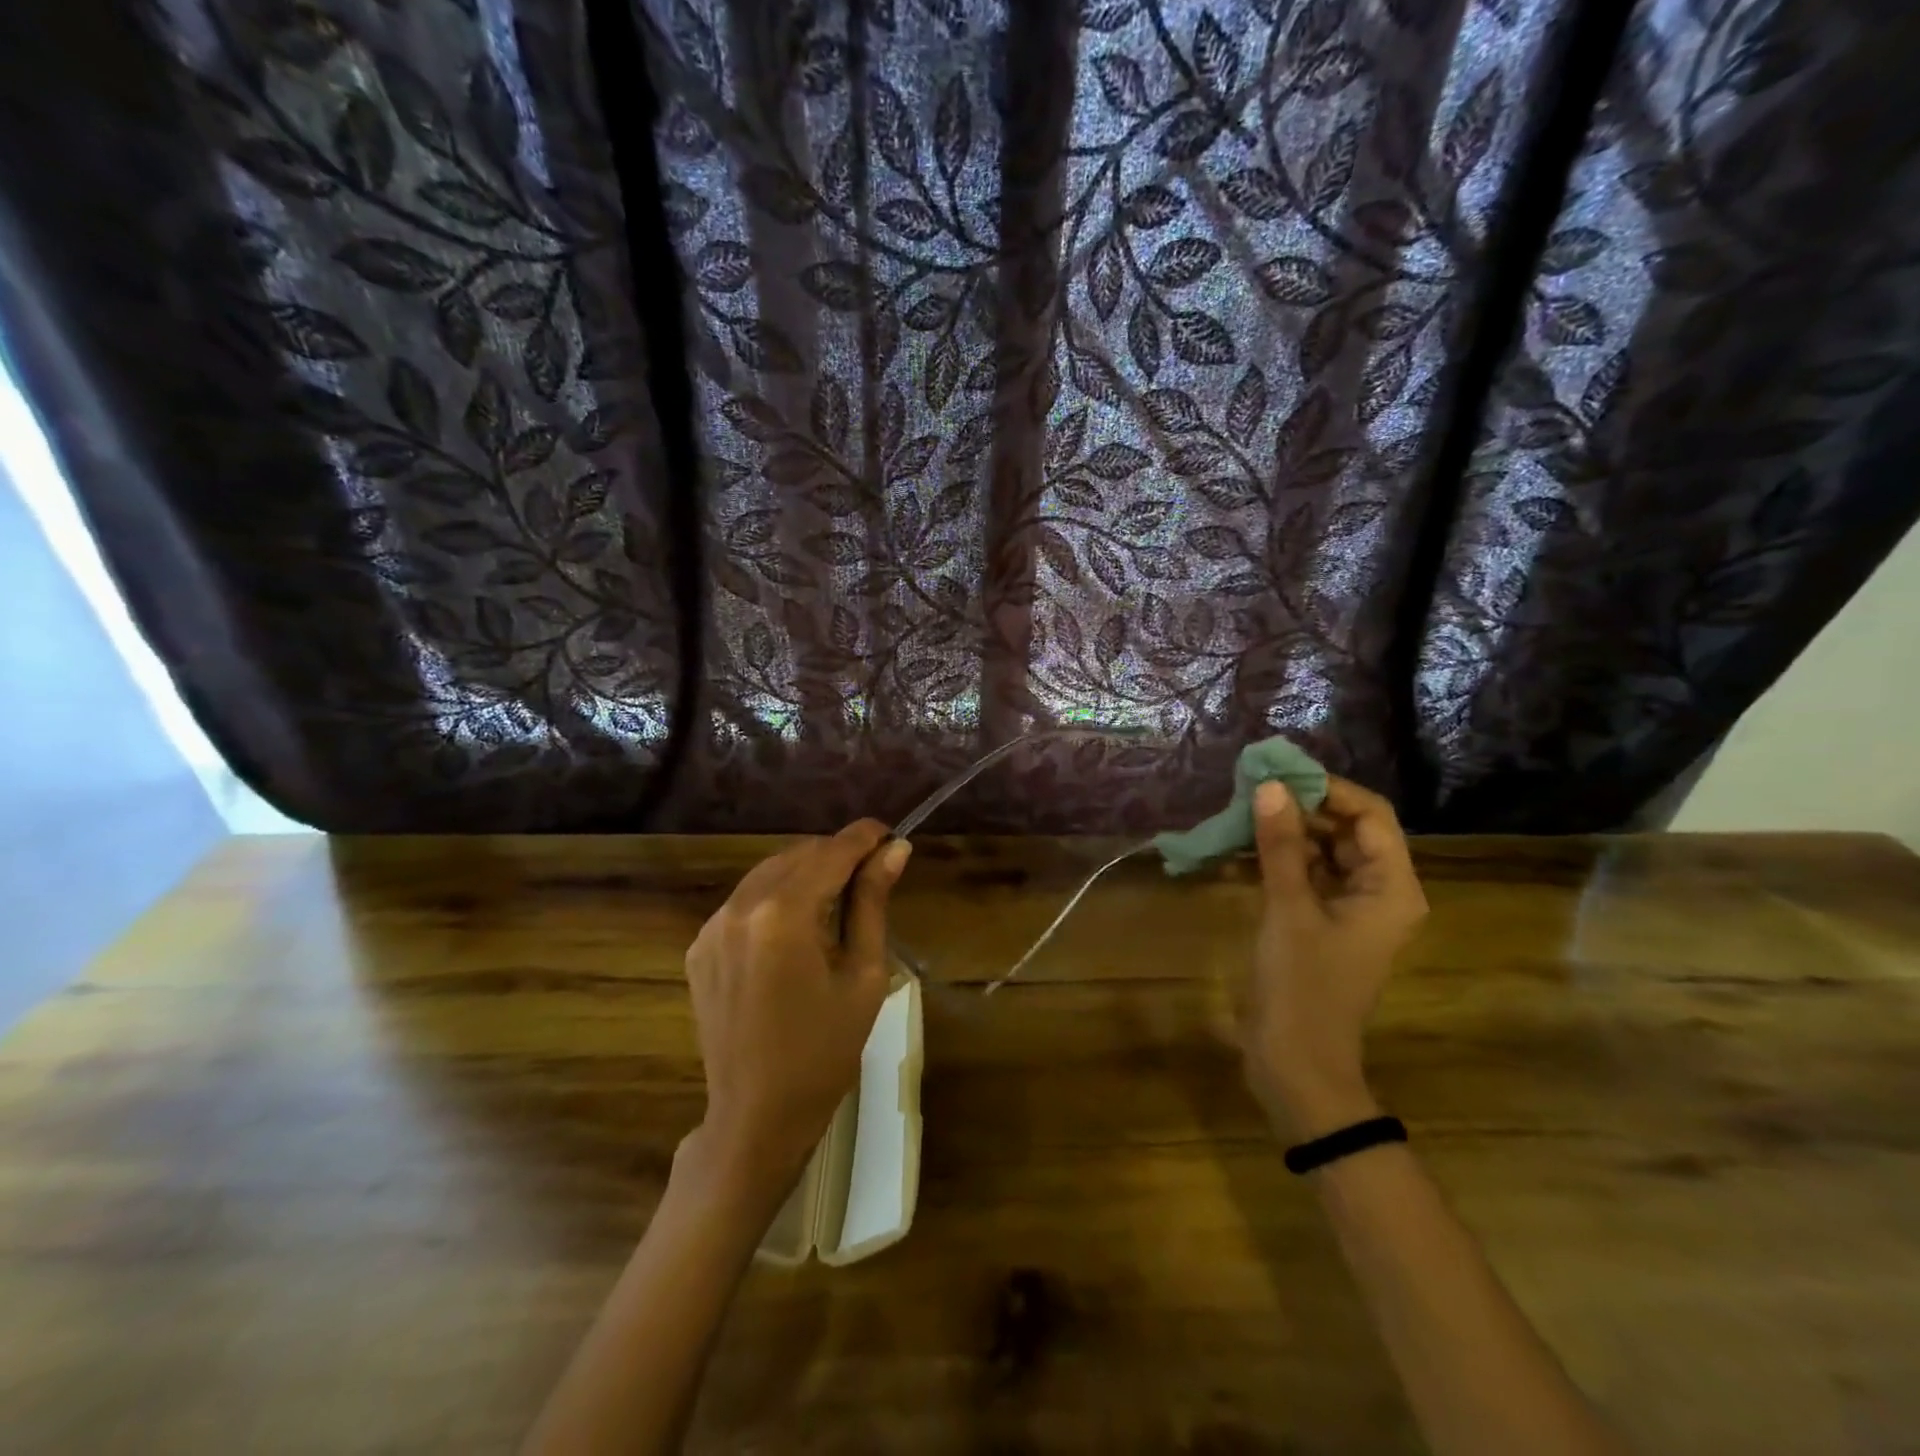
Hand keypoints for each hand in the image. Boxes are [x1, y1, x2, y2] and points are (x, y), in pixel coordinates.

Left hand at [682, 821, 910, 1204]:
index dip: (864, 837)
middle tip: (872, 874)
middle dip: (837, 855)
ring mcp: (712, 926)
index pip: (831, 852)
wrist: (756, 1116)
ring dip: (807, 873)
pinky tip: (797, 928)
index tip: (891, 834)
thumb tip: (896, 849)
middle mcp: (740, 907)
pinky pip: (745, 900)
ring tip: (838, 900)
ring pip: (769, 872)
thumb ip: (873, 903)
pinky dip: (776, 898)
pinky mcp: (699, 945)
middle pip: (798, 854)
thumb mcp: (864, 976)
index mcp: (783, 915)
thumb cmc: (825, 1051)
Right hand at [1240, 777, 1427, 1141]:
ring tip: (1241, 812)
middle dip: (1302, 807)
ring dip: (1286, 832)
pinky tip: (1240, 848)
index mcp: (1391, 889)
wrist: (1296, 1063)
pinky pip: (1305, 876)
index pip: (1371, 816)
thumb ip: (1280, 845)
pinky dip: (1278, 859)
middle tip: (1252, 789)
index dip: (1329, 789)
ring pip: (1323, 851)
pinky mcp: (1322, 923)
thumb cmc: (1303, 986)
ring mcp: (1349, 909)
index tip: (1280, 773)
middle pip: (1347, 830)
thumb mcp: (1288, 909)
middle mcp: (1378, 892)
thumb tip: (1271, 786)